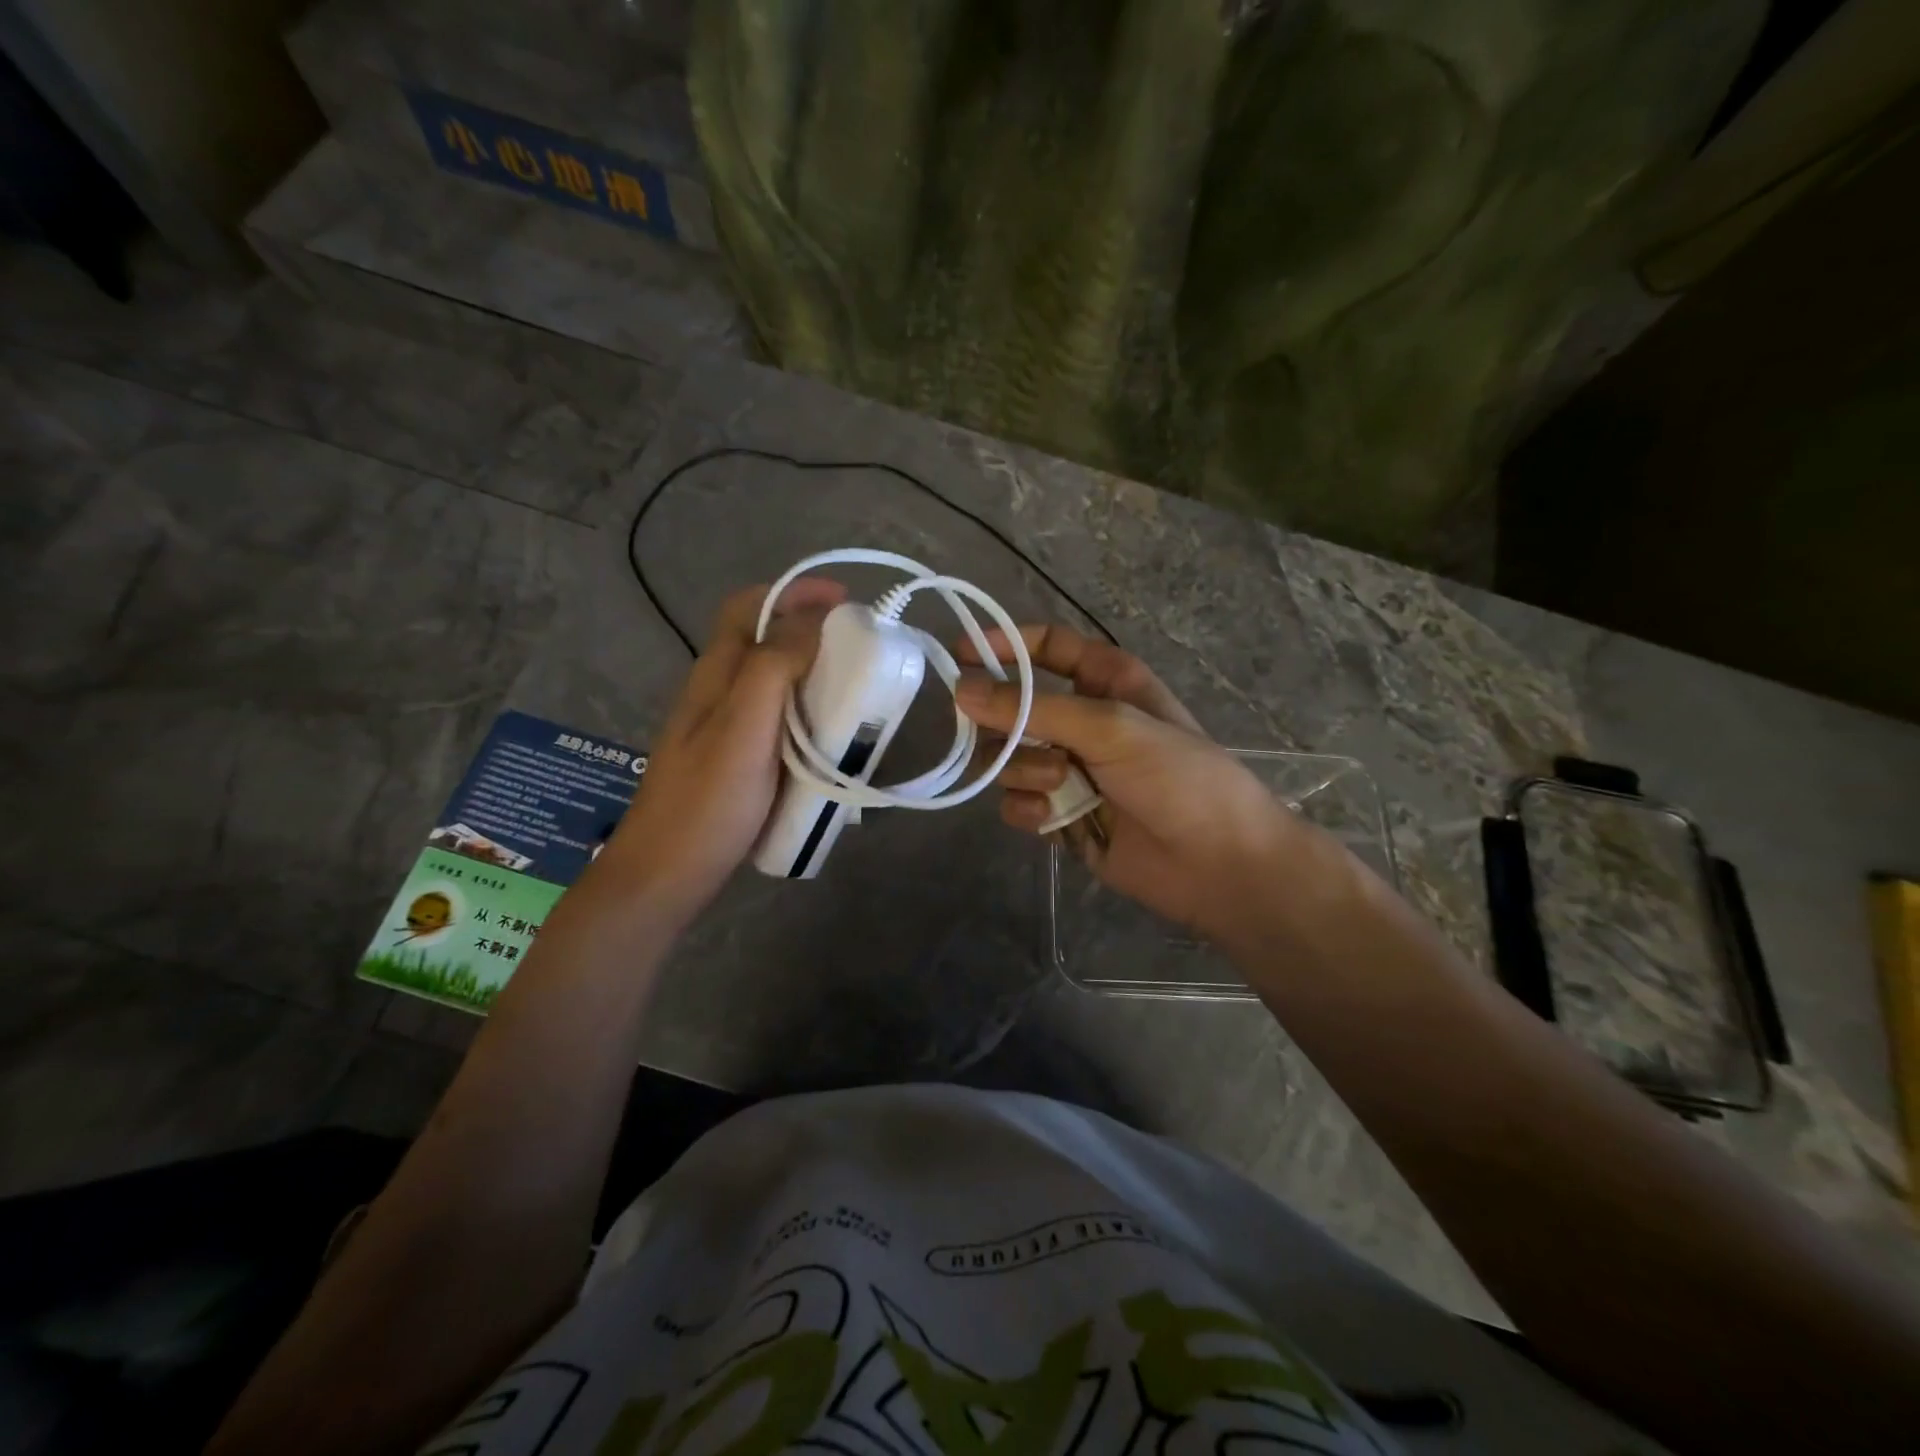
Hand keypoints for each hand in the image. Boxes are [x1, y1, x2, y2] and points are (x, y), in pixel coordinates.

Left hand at [593, 578, 845, 924]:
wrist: (665, 877)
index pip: (747, 607)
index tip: (845, 600)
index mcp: (715, 675)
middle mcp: (719, 694)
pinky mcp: (739, 763)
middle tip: (862, 650)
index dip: (793, 592)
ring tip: (859, 691)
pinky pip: (780, 723)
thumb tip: (812, 619)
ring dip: (815, 675)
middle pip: (764, 642)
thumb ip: (773, 667)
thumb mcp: (742, 727)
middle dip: (812, 632)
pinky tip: (834, 739)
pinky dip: (810, 716)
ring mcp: (727, 731)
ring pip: (775, 685)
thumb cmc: (706, 802)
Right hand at [955, 625, 1341, 944]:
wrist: (1217, 864)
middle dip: (1008, 724)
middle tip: (1011, 737)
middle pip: (1013, 706)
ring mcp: (1068, 770)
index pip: (1047, 647)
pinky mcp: (1059, 814)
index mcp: (1105, 682)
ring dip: (1024, 770)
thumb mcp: (1110, 727)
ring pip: (1007, 757)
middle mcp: (1082, 720)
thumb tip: (960, 688)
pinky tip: (1054, 819)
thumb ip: (1033, 708)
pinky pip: (1017, 801)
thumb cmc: (1178, 777)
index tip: (960, 654)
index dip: (1005, 645)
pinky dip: (1028, 808)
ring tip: (1061, 785)